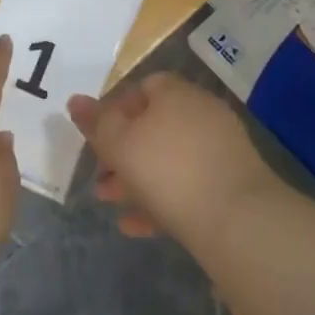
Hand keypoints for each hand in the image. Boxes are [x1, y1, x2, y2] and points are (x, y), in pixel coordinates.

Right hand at [68, 73, 274, 246]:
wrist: (239, 221)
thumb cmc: (168, 170)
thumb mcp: (120, 144)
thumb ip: (96, 123)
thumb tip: (76, 100)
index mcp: (175, 93)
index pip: (142, 87)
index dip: (116, 109)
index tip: (98, 136)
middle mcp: (201, 112)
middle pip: (154, 126)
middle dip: (123, 152)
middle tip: (100, 177)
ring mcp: (221, 149)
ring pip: (169, 159)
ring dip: (138, 180)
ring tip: (111, 204)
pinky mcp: (232, 185)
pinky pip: (189, 185)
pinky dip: (163, 201)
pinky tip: (137, 227)